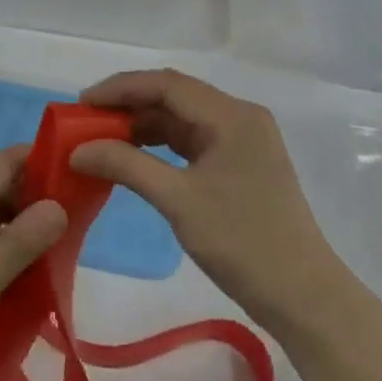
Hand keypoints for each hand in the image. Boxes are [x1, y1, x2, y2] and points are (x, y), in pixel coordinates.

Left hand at [0, 146, 66, 380]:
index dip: (46, 160)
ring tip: (62, 252)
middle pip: (5, 186)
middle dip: (41, 199)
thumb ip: (22, 241)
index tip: (82, 177)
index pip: (10, 160)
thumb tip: (59, 204)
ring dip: (25, 229)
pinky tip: (27, 277)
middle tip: (81, 225)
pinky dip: (5, 250)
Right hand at [71, 70, 341, 333]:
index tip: (81, 103)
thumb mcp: (178, 201)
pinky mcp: (242, 163)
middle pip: (175, 96)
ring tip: (103, 139)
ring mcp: (244, 140)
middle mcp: (240, 117)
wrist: (303, 295)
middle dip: (129, 104)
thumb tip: (78, 150)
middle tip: (86, 121)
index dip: (120, 88)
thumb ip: (126, 165)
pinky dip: (162, 144)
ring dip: (144, 125)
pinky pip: (194, 140)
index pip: (166, 84)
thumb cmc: (242, 242)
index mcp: (231, 116)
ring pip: (183, 118)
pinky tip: (135, 156)